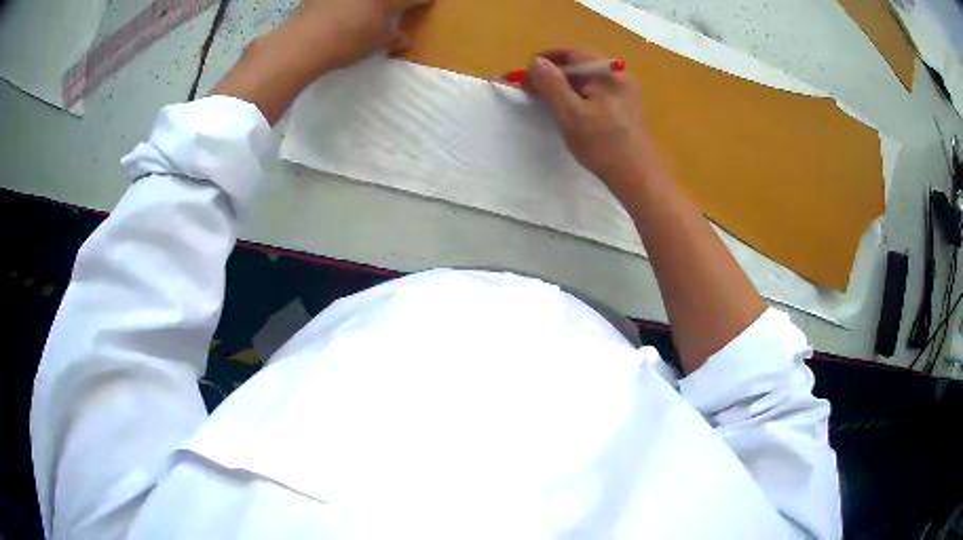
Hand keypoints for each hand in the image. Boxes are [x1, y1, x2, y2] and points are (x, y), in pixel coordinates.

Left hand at [295, 0, 432, 67]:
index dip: (422, 1)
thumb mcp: (375, 44)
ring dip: (369, 6)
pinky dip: (346, 6)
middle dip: (396, 3)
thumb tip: (401, 38)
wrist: (303, 42)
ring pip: (364, 1)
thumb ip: (392, 38)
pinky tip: (343, 11)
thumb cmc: (346, 42)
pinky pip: (340, 2)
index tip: (426, 3)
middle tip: (394, 9)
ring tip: (367, 11)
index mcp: (389, 0)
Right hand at [528, 49, 649, 189]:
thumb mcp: (570, 113)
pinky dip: (577, 95)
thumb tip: (535, 62)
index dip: (546, 58)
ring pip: (586, 80)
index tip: (525, 71)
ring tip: (545, 99)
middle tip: (531, 88)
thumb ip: (551, 84)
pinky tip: (567, 110)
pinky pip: (595, 92)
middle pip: (579, 65)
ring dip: (563, 85)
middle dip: (553, 73)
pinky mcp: (624, 107)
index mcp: (608, 73)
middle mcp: (619, 76)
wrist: (636, 176)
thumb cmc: (602, 144)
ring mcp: (624, 92)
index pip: (572, 53)